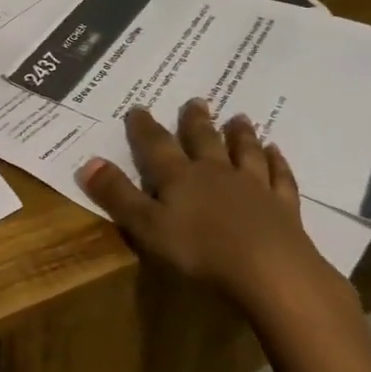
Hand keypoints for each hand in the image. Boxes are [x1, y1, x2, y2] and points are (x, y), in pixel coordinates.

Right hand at [76, 101, 352, 321]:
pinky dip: (277, 162)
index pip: (156, 145)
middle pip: (204, 140)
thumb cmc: (199, 251)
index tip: (137, 108)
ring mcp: (252, 186)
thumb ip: (117, 195)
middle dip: (195, 121)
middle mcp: (215, 172)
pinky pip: (279, 176)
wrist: (269, 270)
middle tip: (196, 101)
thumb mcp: (146, 226)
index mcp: (179, 177)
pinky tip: (276, 152)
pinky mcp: (282, 206)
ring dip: (240, 134)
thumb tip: (88, 162)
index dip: (144, 127)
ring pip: (244, 152)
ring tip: (239, 117)